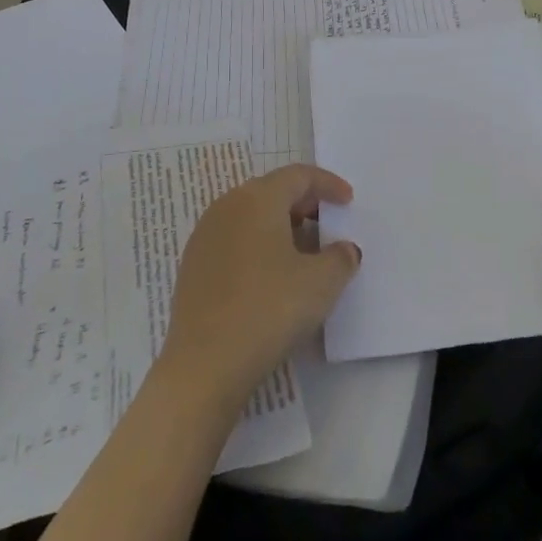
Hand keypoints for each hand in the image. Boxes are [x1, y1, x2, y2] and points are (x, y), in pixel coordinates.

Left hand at [158, 164, 361, 408]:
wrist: (204, 364)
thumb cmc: (269, 309)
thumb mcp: (321, 283)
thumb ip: (340, 258)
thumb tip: (344, 249)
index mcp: (258, 198)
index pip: (298, 175)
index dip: (327, 184)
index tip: (348, 200)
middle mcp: (228, 205)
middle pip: (272, 191)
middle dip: (304, 204)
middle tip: (327, 225)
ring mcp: (205, 235)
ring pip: (251, 216)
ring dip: (280, 227)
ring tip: (303, 254)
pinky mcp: (193, 265)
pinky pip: (234, 240)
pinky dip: (258, 246)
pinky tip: (271, 277)